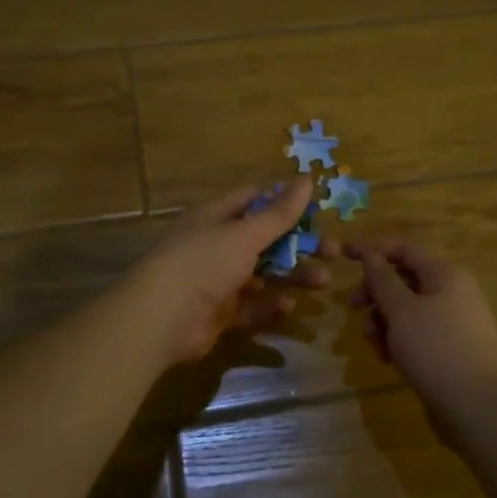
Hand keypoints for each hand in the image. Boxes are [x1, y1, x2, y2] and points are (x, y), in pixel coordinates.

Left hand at [129, 180, 333, 364]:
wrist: (162, 318)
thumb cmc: (204, 262)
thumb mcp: (246, 234)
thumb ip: (279, 212)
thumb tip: (306, 179)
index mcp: (217, 217)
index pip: (254, 200)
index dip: (285, 202)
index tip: (317, 210)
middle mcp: (217, 245)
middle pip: (266, 240)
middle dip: (299, 246)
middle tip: (334, 253)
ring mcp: (218, 280)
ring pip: (264, 274)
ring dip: (293, 276)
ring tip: (323, 282)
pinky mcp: (220, 312)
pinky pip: (252, 306)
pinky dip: (271, 306)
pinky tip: (289, 307)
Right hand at [349, 239, 496, 429]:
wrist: (480, 407)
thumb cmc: (436, 349)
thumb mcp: (402, 310)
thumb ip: (382, 279)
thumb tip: (371, 254)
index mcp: (444, 274)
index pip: (403, 249)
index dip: (372, 248)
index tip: (342, 255)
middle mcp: (451, 292)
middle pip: (403, 280)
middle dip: (375, 293)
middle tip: (352, 309)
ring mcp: (453, 322)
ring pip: (407, 310)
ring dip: (383, 321)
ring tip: (375, 345)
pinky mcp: (450, 349)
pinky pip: (417, 334)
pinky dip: (398, 341)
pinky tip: (389, 360)